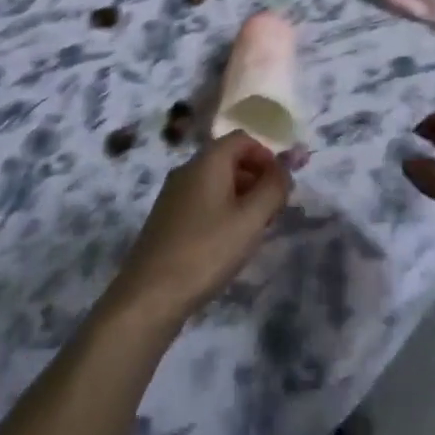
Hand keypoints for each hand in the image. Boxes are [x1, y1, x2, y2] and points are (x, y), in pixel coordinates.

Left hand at [108, 132, 291, 325]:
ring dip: (241, 197)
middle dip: (256, 178)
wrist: (149, 295)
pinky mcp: (167, 218)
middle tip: (273, 212)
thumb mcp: (250, 220)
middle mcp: (187, 169)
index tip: (281, 186)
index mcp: (207, 160)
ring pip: (216, 182)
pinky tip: (228, 243)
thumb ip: (273, 188)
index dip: (266, 156)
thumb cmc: (206, 251)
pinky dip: (222, 211)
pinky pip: (202, 200)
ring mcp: (173, 193)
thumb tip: (285, 167)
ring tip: (254, 231)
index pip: (242, 139)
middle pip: (229, 159)